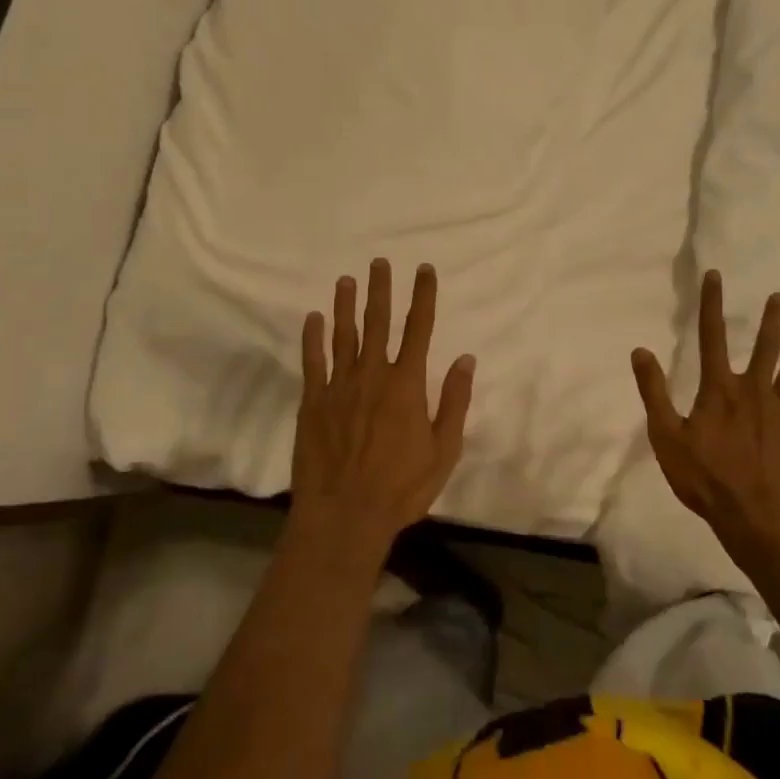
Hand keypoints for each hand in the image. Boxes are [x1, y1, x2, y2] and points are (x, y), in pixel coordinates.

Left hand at [290, 259, 475, 563]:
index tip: (423, 269)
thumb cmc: (401, 487)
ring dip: (346, 305)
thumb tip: (466, 359)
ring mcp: (339, 387)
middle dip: (381, 290)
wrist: (345, 515)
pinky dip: (313, 338)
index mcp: (407, 384)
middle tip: (379, 262)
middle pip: (378, 323)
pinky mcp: (313, 403)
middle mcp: (373, 375)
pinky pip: (313, 362)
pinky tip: (314, 318)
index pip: (419, 329)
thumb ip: (454, 402)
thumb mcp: (444, 450)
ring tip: (346, 280)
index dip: (423, 296)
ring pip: (343, 336)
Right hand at [631, 270, 779, 547]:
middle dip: (772, 321)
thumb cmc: (705, 477)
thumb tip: (641, 351)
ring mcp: (779, 412)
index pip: (711, 336)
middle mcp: (753, 391)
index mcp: (719, 389)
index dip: (711, 304)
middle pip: (765, 348)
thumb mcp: (666, 436)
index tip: (715, 276)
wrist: (754, 517)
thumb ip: (653, 392)